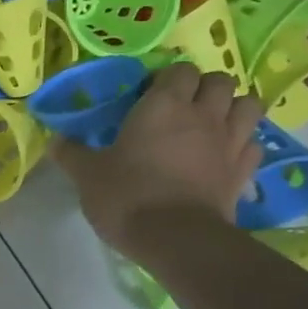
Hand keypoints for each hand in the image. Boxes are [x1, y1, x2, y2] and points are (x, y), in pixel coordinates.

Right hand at [55, 62, 264, 259]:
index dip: (167, 79)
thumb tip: (54, 140)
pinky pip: (254, 143)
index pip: (179, 70)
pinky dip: (243, 143)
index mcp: (163, 105)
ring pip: (247, 104)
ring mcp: (230, 141)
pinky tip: (225, 154)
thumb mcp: (88, 175)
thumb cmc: (127, 196)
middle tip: (183, 107)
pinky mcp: (243, 170)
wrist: (176, 238)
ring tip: (213, 123)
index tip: (149, 96)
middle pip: (219, 80)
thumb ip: (72, 153)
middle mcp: (203, 114)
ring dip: (232, 107)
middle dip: (204, 88)